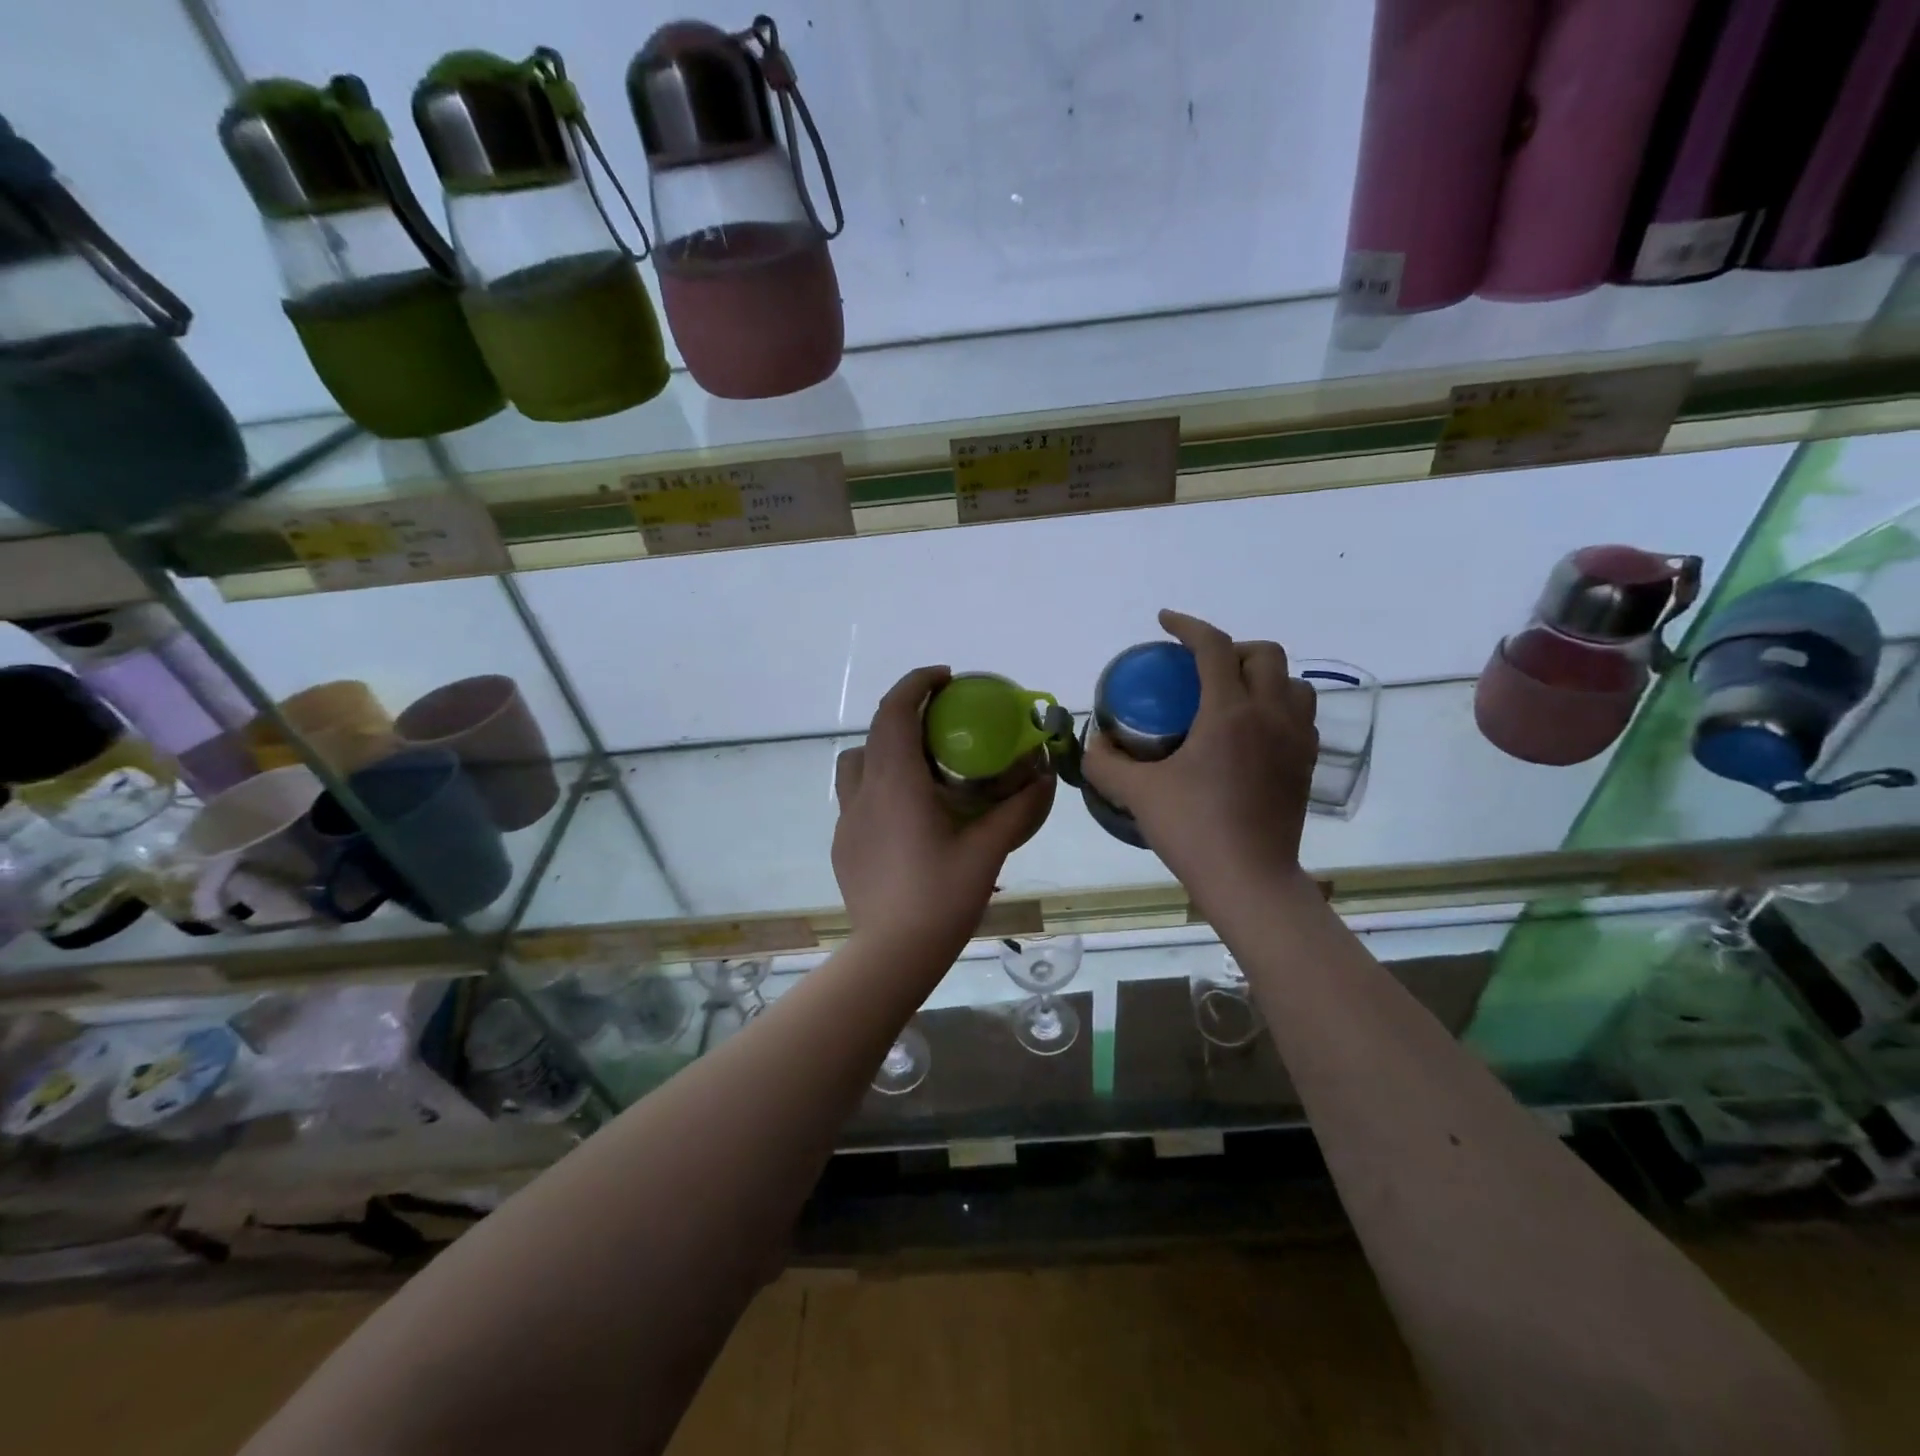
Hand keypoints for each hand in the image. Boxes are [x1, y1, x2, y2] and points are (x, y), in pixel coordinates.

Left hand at [833, 666, 1054, 960]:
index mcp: (896, 782)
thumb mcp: (988, 850)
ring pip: (856, 764)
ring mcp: (846, 820)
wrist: (892, 954)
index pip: (895, 712)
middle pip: (874, 732)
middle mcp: (864, 792)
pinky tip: (906, 818)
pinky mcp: (842, 845)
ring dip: (884, 750)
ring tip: (919, 769)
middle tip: (942, 722)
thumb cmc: (941, 896)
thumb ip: (1018, 809)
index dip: (917, 684)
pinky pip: (856, 799)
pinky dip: (879, 788)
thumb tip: (1044, 778)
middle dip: (905, 713)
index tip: (946, 678)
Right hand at [1082, 610, 1317, 907]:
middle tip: (1201, 668)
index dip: (1188, 625)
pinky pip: (1302, 715)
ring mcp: (1296, 740)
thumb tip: (1094, 742)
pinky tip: (1254, 731)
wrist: (1249, 880)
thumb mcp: (1137, 794)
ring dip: (1263, 675)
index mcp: (1229, 712)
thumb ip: (1106, 763)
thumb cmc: (1193, 830)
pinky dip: (1279, 706)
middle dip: (1232, 647)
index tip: (1165, 622)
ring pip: (1293, 682)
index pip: (1214, 647)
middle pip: (1265, 653)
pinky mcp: (1307, 765)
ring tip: (1233, 695)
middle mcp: (1270, 714)